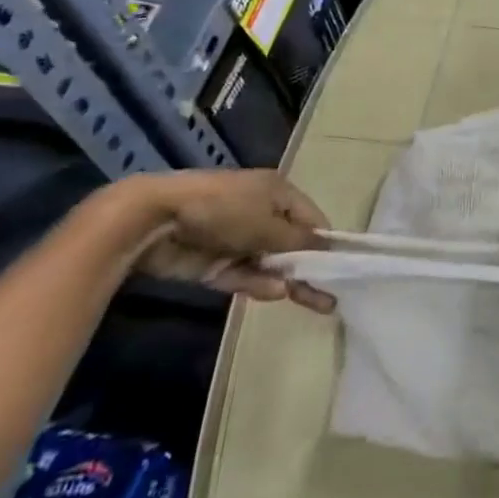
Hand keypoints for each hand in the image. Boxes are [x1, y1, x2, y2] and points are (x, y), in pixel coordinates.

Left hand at [128, 169, 333, 311]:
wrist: (156, 219)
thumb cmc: (225, 210)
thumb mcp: (270, 223)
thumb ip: (300, 241)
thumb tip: (327, 251)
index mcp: (278, 193)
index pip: (312, 220)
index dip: (326, 243)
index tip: (342, 268)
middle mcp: (261, 214)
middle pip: (293, 244)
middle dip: (311, 268)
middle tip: (333, 295)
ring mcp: (237, 240)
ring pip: (270, 264)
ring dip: (288, 280)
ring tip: (316, 303)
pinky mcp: (215, 263)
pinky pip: (245, 275)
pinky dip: (260, 284)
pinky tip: (278, 294)